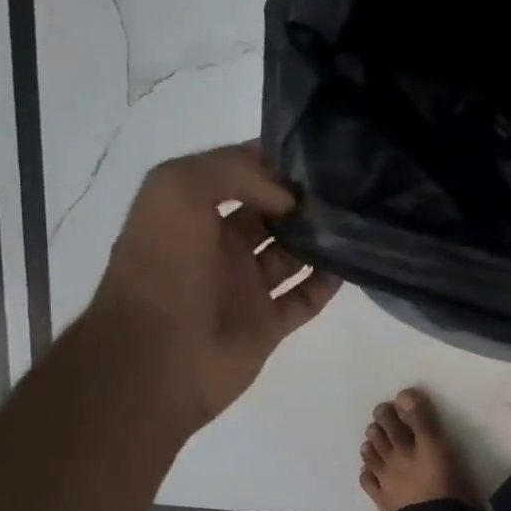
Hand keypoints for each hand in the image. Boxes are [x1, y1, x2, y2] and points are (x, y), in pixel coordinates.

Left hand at [90, 143, 339, 430]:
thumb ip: (234, 172)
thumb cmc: (162, 268)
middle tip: (345, 185)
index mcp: (191, 212)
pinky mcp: (267, 325)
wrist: (156, 358)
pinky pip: (305, 298)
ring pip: (292, 255)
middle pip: (271, 214)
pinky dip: (327, 282)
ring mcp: (245, 288)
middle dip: (302, 199)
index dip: (272, 160)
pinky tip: (350, 263)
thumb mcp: (178, 190)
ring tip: (354, 220)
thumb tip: (289, 198)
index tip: (315, 153)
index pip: (238, 173)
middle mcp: (219, 246)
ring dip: (319, 238)